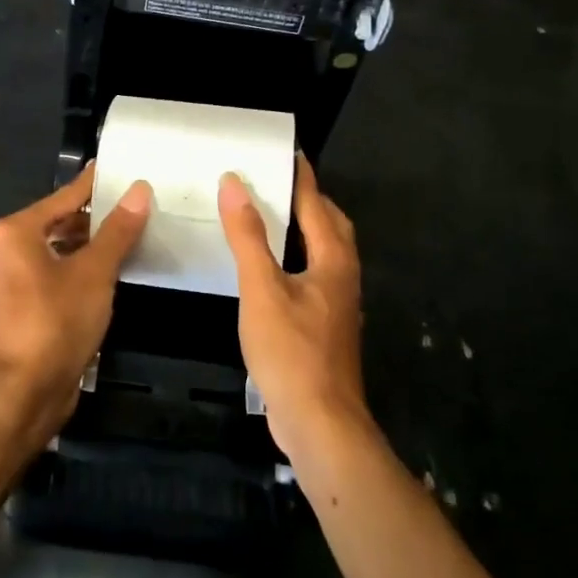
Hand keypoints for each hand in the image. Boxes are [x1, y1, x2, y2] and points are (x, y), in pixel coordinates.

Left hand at [0, 165, 150, 438]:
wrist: (21, 394)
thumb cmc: (55, 322)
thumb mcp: (94, 272)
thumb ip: (117, 230)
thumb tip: (139, 190)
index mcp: (19, 231)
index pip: (67, 196)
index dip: (96, 183)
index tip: (125, 170)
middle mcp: (10, 250)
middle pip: (62, 222)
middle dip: (98, 217)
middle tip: (140, 206)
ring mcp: (16, 281)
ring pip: (61, 251)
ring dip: (93, 246)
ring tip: (134, 236)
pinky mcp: (26, 309)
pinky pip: (59, 276)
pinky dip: (84, 270)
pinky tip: (114, 274)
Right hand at [218, 155, 367, 462]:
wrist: (321, 424)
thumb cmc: (292, 352)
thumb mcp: (262, 289)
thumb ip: (248, 236)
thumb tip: (235, 183)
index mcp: (333, 260)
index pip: (317, 204)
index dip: (302, 177)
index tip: (288, 152)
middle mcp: (342, 276)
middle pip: (331, 226)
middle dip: (309, 201)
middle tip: (277, 184)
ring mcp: (337, 305)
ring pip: (325, 253)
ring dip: (304, 231)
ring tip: (270, 220)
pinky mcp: (326, 327)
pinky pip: (314, 276)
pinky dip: (296, 259)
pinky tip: (271, 270)